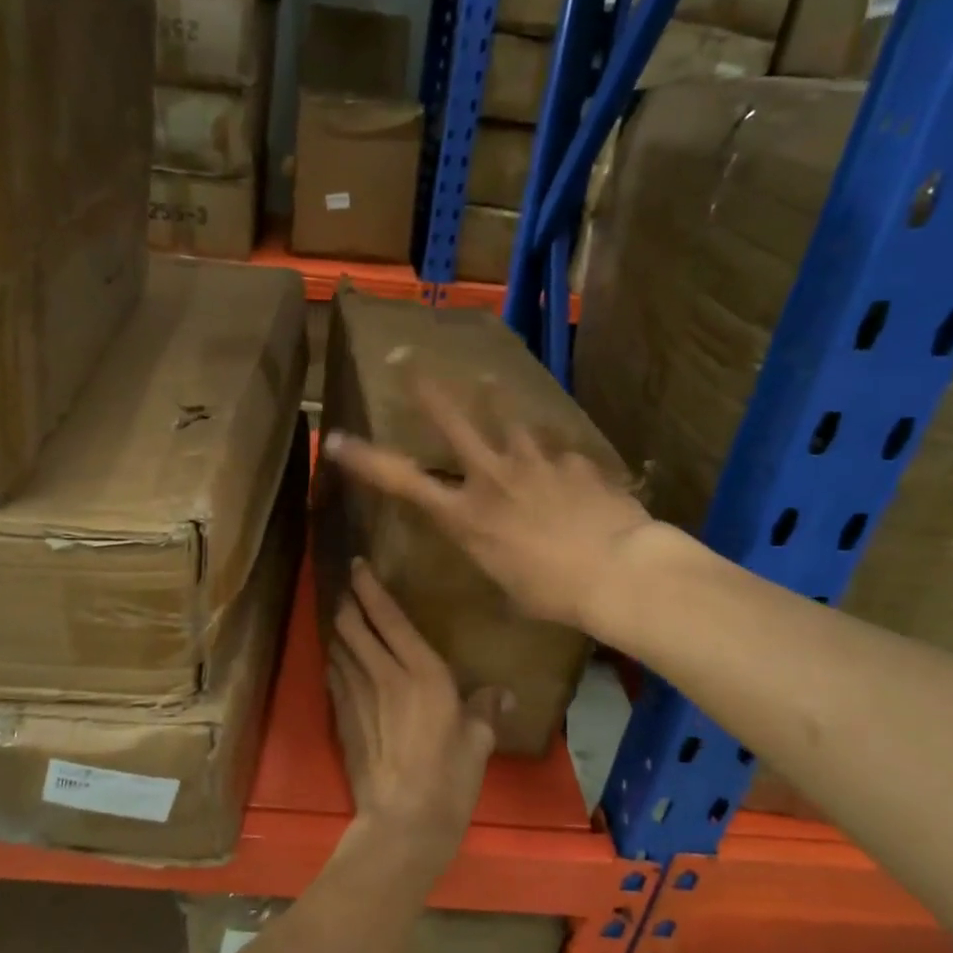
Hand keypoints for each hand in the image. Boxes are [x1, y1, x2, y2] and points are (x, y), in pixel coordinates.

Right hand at [324, 378, 656, 631]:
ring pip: (509, 420)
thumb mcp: (505, 581)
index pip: (402, 482)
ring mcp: (535, 462)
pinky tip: (571, 473)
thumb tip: (499, 542)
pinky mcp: (573, 461)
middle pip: (453, 421)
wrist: (618, 572)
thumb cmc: (554, 593)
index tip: (335, 439)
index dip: (365, 460)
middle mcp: (492, 477)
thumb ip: (493, 550)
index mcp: (466, 516)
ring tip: (491, 386)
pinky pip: (559, 454)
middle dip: (426, 389)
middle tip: (408, 359)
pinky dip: (558, 460)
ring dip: (498, 405)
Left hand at [328, 560, 500, 874]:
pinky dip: (335, 659)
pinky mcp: (341, 716)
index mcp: (422, 672)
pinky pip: (333, 674)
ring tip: (343, 618)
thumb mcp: (477, 743)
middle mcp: (384, 673)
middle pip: (352, 623)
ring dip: (338, 628)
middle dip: (347, 601)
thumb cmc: (448, 780)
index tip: (359, 565)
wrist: (401, 822)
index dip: (369, 586)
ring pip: (337, 645)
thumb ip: (485, 710)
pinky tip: (340, 660)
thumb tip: (501, 693)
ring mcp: (356, 694)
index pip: (388, 616)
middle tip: (349, 589)